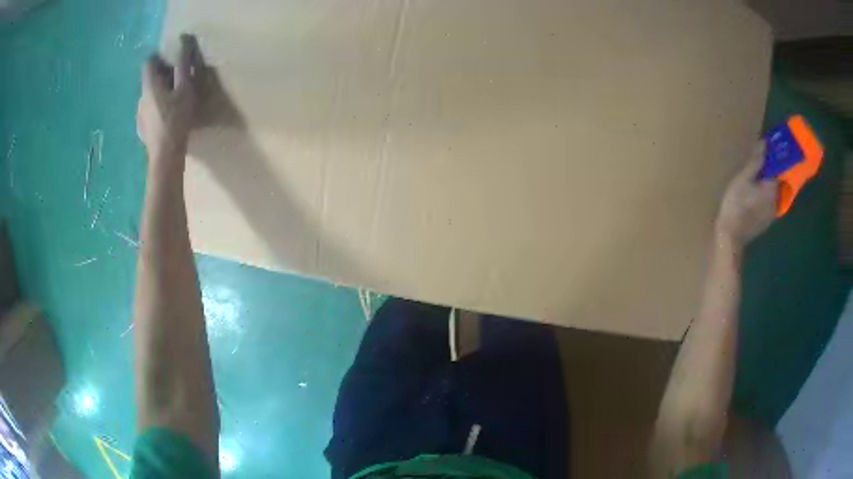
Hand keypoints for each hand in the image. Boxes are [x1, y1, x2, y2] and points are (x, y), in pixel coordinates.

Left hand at [137, 34, 205, 165]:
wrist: (165, 158)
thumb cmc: (177, 120)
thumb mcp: (185, 89)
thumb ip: (183, 64)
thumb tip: (184, 38)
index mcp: (149, 86)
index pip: (148, 62)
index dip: (160, 58)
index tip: (173, 61)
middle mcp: (140, 98)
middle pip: (149, 80)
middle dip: (162, 76)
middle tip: (178, 82)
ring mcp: (139, 116)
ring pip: (148, 96)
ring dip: (159, 94)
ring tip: (174, 102)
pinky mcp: (141, 130)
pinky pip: (148, 112)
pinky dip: (156, 109)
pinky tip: (166, 119)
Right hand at [715, 142, 776, 249]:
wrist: (731, 237)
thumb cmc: (736, 204)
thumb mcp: (743, 179)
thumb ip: (755, 163)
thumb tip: (765, 145)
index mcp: (772, 188)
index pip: (779, 169)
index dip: (774, 160)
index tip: (768, 153)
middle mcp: (776, 201)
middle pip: (777, 183)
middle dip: (770, 174)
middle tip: (759, 168)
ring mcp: (771, 215)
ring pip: (773, 195)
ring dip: (767, 188)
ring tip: (755, 183)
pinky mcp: (765, 223)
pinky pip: (768, 206)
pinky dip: (764, 200)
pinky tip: (753, 200)